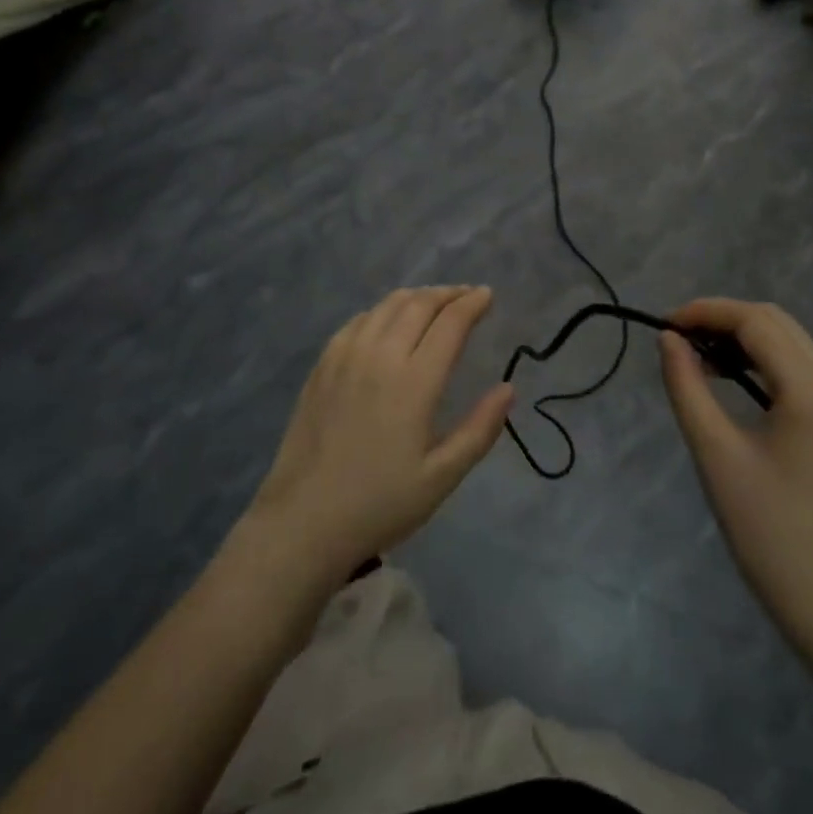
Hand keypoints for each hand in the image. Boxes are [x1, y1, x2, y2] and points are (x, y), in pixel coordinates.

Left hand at [247, 287, 512, 582]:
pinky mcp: (323, 364)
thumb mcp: (441, 476)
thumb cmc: (380, 503)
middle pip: (419, 304)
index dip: (473, 303)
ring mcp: (346, 355)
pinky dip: (384, 310)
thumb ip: (480, 429)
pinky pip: (359, 320)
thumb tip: (508, 388)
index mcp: (415, 381)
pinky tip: (389, 322)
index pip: (450, 323)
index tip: (488, 295)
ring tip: (434, 303)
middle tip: (467, 295)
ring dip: (417, 297)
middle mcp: (381, 355)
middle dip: (449, 293)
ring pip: (387, 305)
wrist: (304, 520)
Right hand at [660, 298, 812, 639]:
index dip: (706, 313)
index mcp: (810, 391)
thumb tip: (668, 338)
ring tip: (694, 355)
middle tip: (676, 339)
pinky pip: (792, 361)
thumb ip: (687, 386)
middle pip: (773, 320)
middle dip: (721, 318)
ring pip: (784, 337)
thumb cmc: (765, 525)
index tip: (664, 326)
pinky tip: (724, 374)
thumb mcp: (714, 450)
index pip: (755, 322)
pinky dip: (754, 355)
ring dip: (738, 335)